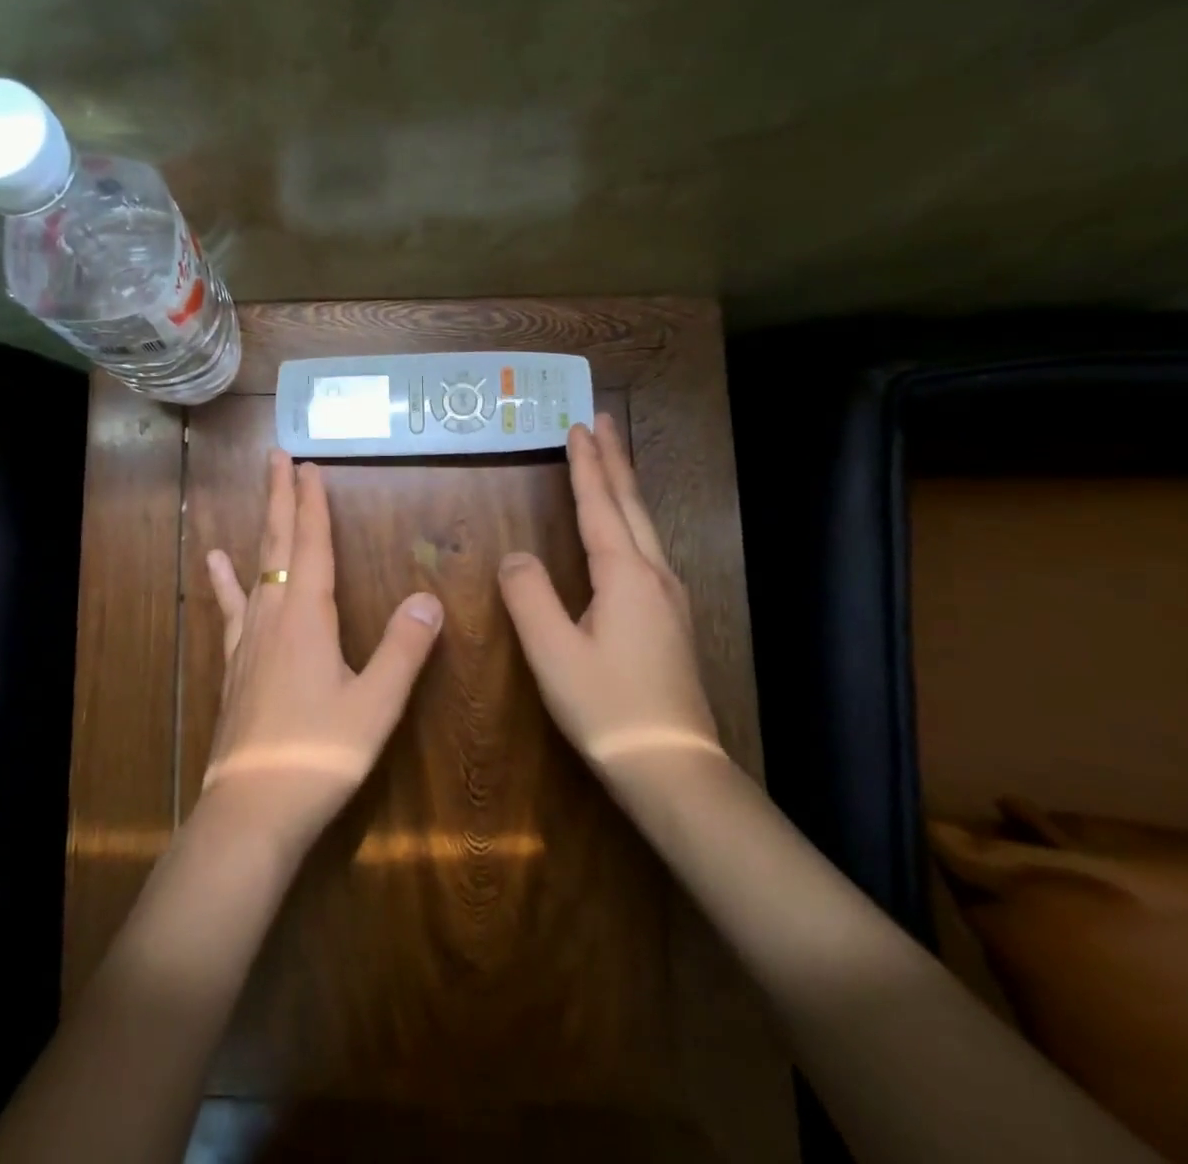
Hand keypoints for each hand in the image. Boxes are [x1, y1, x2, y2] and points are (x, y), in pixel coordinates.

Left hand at [204, 451, 443, 854]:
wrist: (252, 809)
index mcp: (308, 619)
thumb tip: (429, 597)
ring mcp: (248, 639)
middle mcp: (273, 617)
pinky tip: (215, 562)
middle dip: (280, 498)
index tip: (310, 465)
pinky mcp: (235, 664)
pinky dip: (225, 580)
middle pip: (277, 545)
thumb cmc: (319, 755)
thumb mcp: (375, 706)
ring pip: (256, 568)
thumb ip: (403, 649)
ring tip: (262, 492)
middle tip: (278, 456)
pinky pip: (232, 607)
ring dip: (262, 527)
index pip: (312, 547)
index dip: (312, 505)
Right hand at [497, 413, 721, 769]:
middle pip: (631, 505)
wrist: (672, 766)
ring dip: (624, 488)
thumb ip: (528, 595)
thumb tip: (515, 556)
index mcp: (625, 576)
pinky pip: (645, 550)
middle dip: (614, 461)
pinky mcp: (669, 621)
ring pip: (643, 527)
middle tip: (603, 421)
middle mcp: (653, 576)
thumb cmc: (607, 707)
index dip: (586, 465)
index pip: (600, 506)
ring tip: (611, 463)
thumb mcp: (553, 651)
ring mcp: (668, 599)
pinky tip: (626, 533)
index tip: (579, 426)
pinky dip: (630, 521)